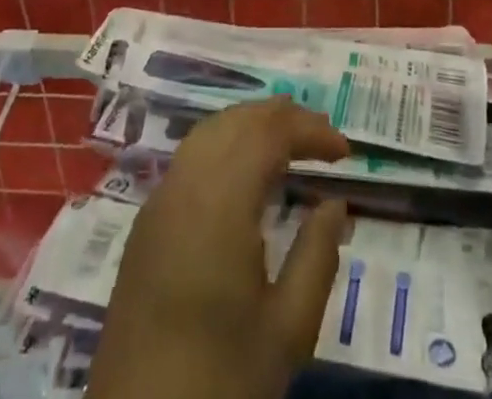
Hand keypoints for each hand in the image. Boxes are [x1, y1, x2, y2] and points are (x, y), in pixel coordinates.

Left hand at [90, 100, 349, 398]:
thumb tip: (335, 203)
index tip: (346, 150)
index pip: (269, 133)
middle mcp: (185, 185)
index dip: (310, 130)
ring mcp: (159, 202)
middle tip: (322, 137)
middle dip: (282, 118)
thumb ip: (317, 256)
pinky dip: (225, 145)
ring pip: (209, 132)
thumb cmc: (220, 380)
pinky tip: (245, 175)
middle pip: (236, 122)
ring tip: (289, 143)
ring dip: (251, 127)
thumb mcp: (287, 331)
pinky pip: (190, 157)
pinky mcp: (146, 224)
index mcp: (220, 201)